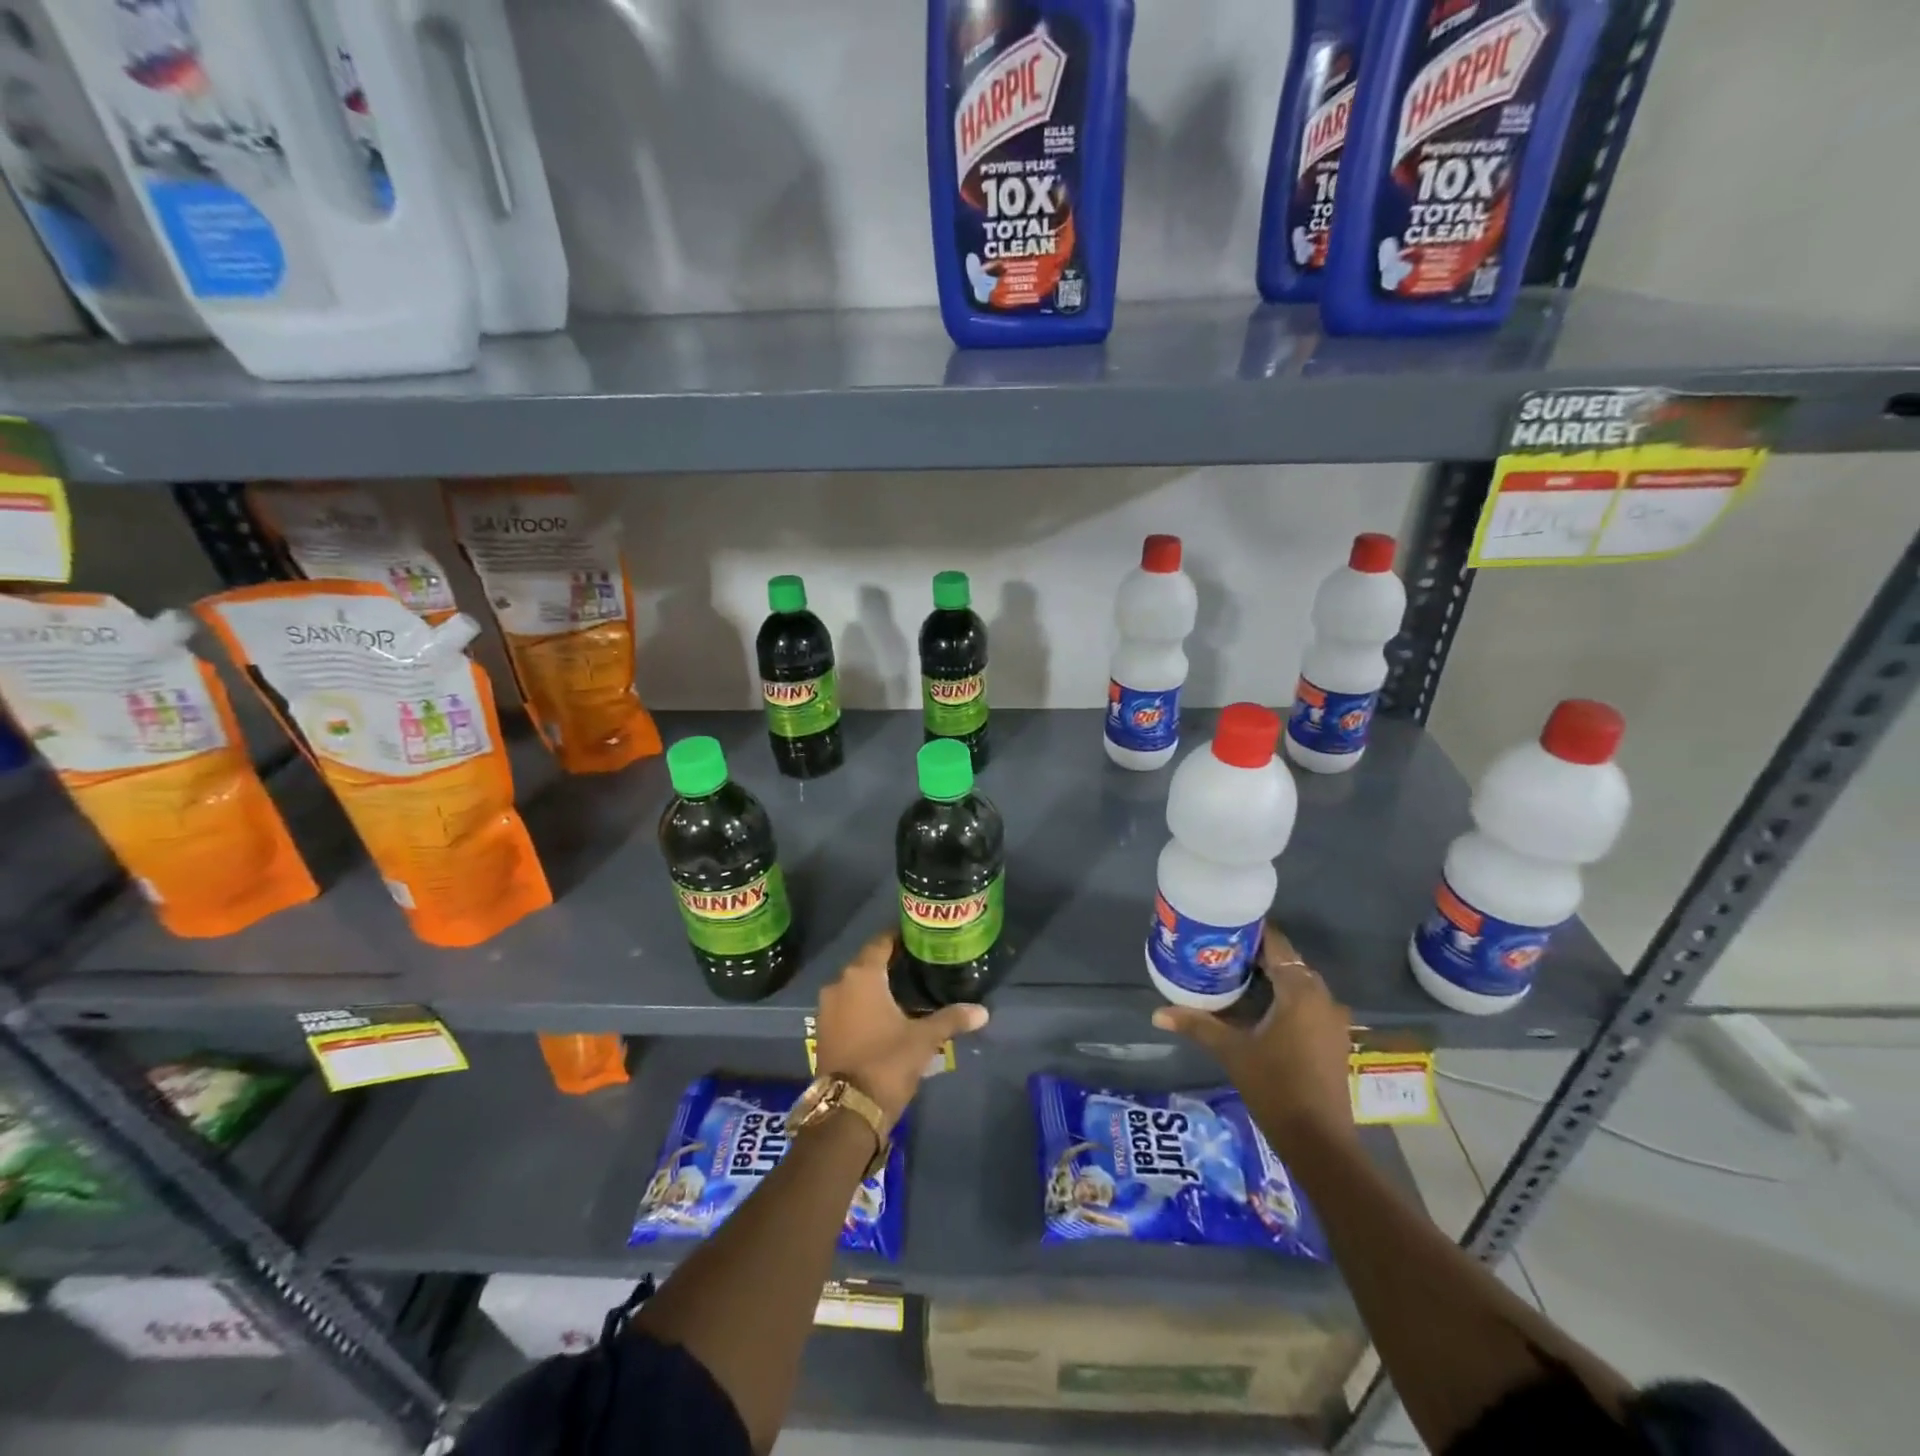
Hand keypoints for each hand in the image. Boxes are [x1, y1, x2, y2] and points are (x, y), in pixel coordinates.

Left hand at [813, 932, 987, 1132]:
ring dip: (875, 986)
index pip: (881, 942)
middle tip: (918, 965)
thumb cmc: (887, 1062)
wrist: (847, 1111)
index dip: (899, 937)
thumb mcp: (924, 1039)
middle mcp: (839, 984)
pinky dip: (863, 1005)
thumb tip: (983, 1011)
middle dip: (890, 963)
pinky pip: (846, 1006)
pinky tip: (884, 1014)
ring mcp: (826, 1008)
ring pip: (855, 986)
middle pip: (867, 963)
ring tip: (905, 990)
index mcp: (862, 975)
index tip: (919, 938)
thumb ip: (951, 1019)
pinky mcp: (823, 1030)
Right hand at [1152, 924, 1355, 1154]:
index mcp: (1301, 991)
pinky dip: (1284, 999)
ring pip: (1299, 984)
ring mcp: (1332, 1020)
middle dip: (1255, 956)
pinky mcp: (1333, 1039)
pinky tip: (1257, 1008)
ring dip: (1271, 978)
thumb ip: (1197, 1025)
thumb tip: (1157, 1013)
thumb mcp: (1232, 1051)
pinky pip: (1307, 1004)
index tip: (1221, 929)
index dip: (1250, 933)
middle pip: (1288, 963)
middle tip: (1219, 953)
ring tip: (1232, 977)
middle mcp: (1323, 997)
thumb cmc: (1275, 1086)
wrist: (1319, 1141)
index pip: (1277, 944)